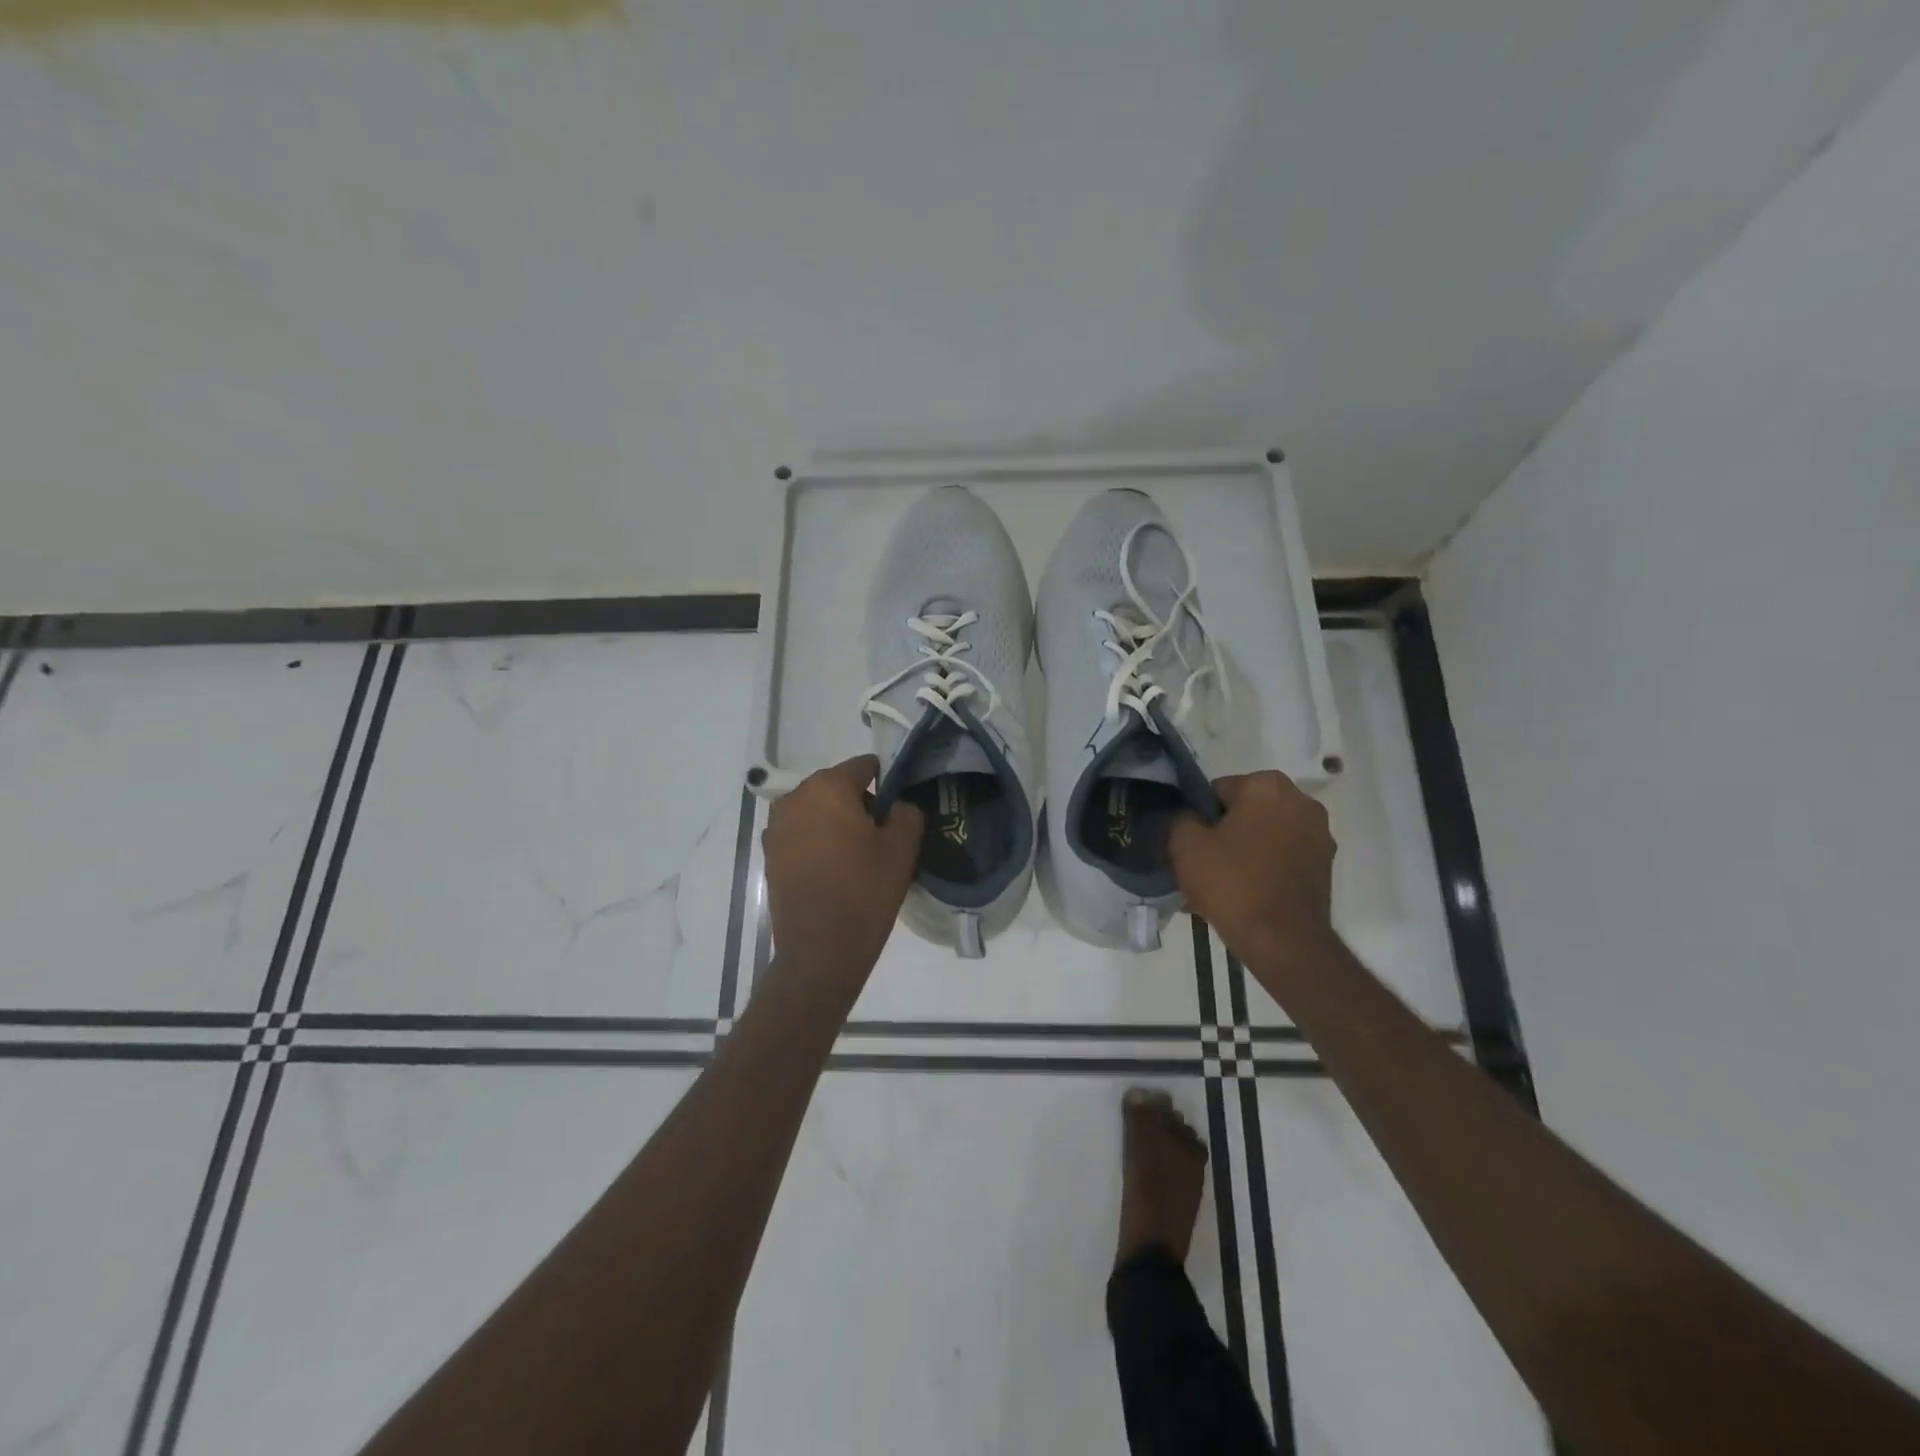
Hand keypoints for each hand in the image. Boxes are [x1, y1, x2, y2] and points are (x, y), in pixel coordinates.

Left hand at [762, 755, 922, 984]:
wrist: (820, 950)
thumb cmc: (865, 892)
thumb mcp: (902, 849)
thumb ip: (906, 813)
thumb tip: (897, 804)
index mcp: (828, 788)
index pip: (862, 766)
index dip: (885, 781)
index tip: (898, 806)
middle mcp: (795, 798)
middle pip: (835, 786)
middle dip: (858, 801)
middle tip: (880, 833)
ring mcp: (776, 827)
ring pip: (815, 809)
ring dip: (835, 821)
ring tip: (856, 854)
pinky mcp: (769, 854)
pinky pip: (800, 833)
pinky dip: (817, 840)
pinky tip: (834, 868)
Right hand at [1169, 771, 1338, 977]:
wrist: (1284, 942)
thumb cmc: (1233, 884)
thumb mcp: (1185, 846)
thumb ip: (1180, 818)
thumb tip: (1187, 817)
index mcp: (1267, 786)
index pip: (1218, 790)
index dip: (1199, 817)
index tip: (1192, 846)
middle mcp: (1301, 801)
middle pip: (1245, 811)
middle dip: (1225, 833)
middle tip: (1204, 866)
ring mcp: (1319, 835)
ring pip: (1265, 835)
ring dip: (1245, 851)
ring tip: (1224, 886)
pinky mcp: (1326, 866)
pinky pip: (1283, 857)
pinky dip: (1266, 869)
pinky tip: (1247, 896)